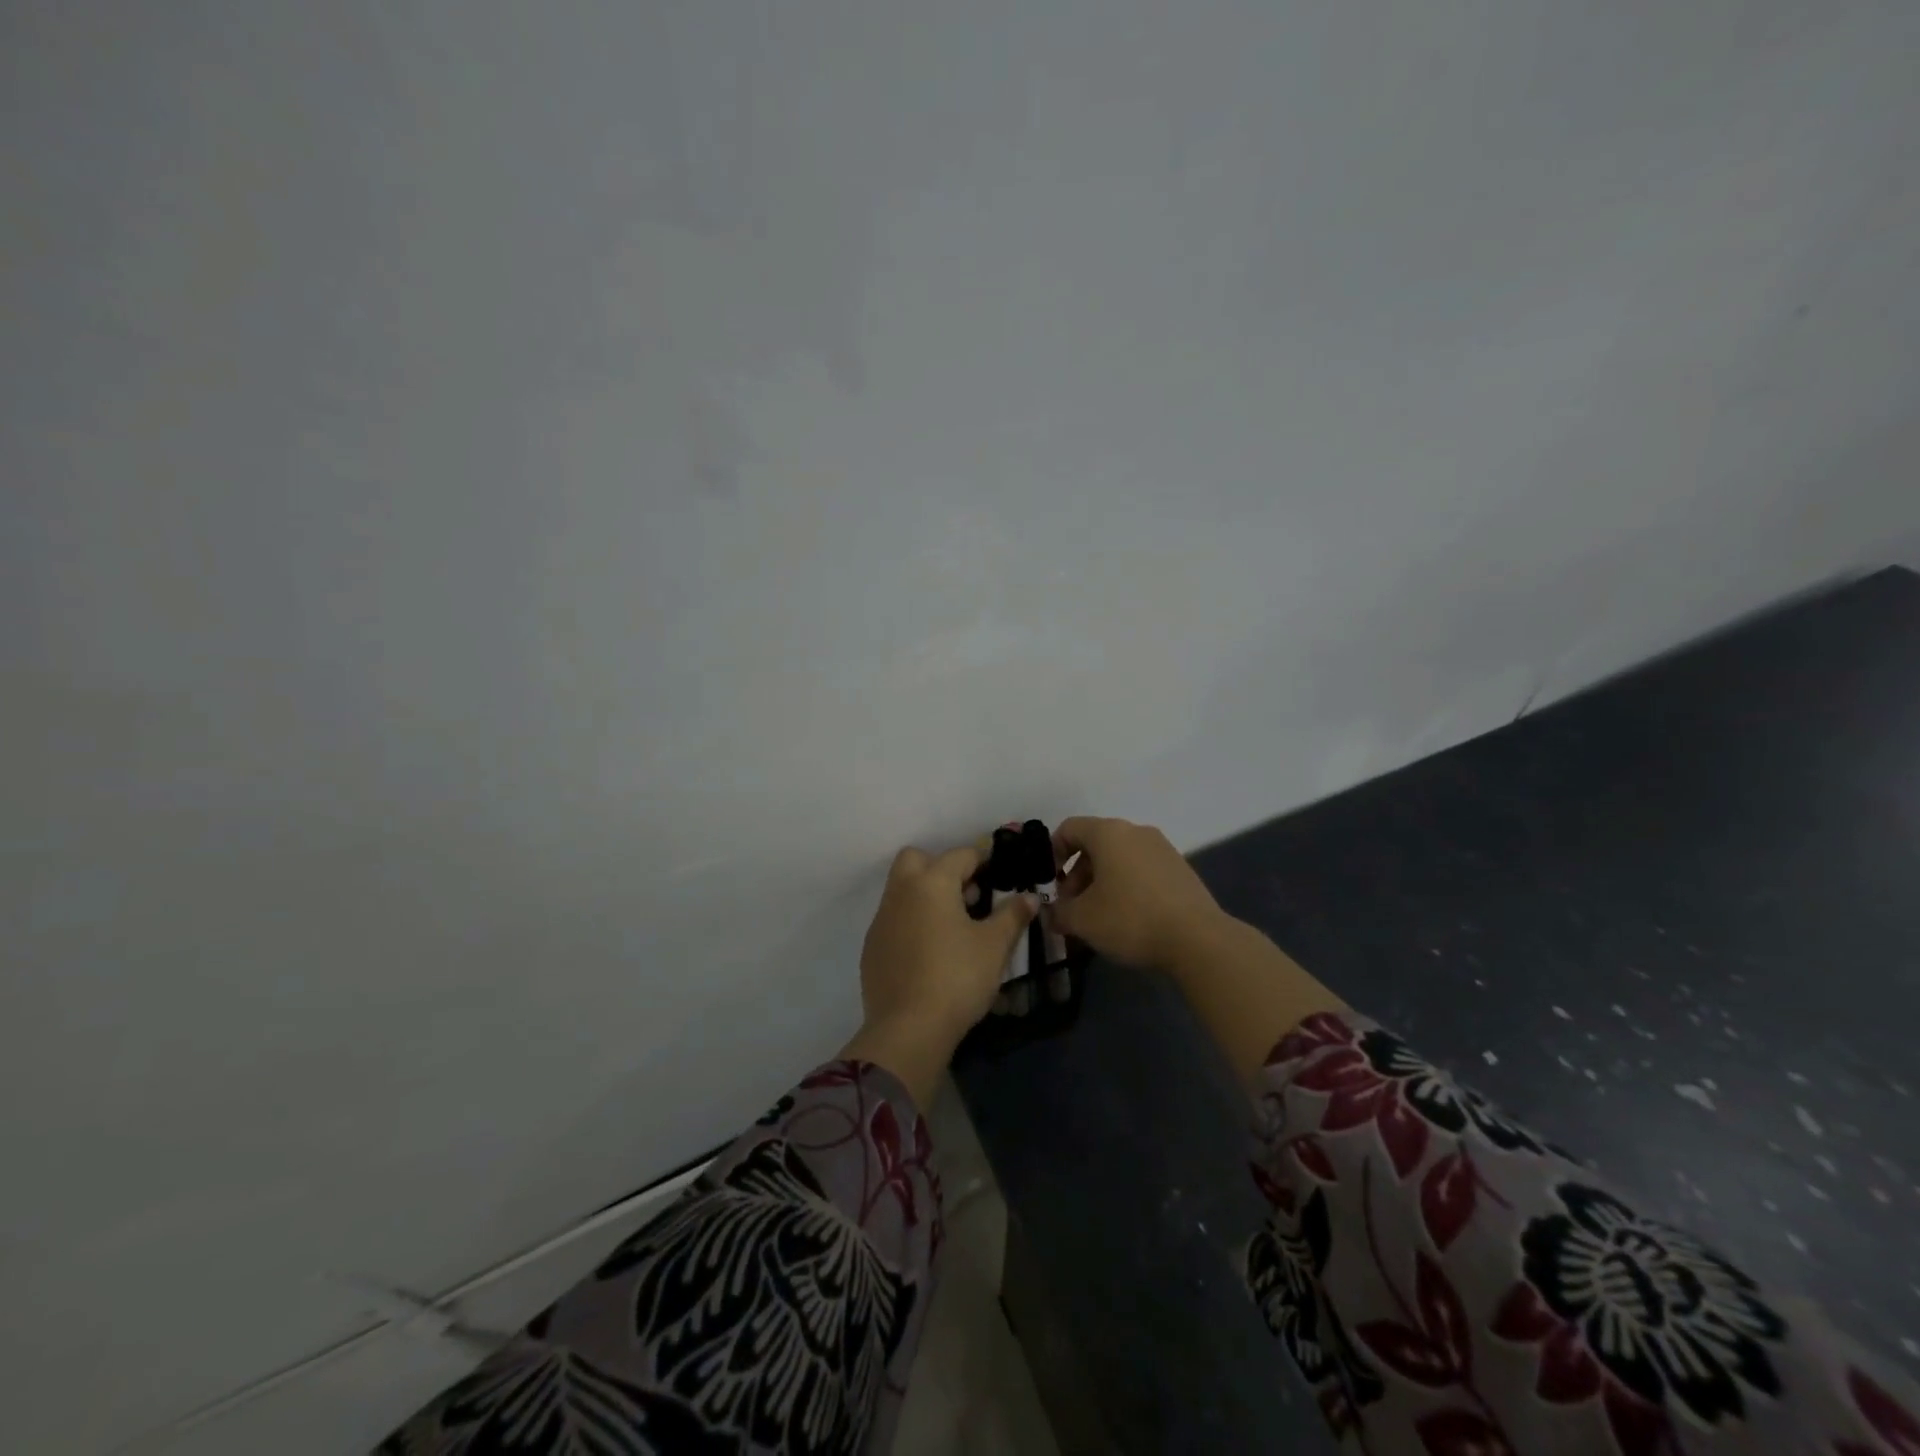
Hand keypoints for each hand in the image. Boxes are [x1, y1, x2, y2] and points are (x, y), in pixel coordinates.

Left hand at [846, 843, 1037, 1097]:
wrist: (908, 1029)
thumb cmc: (957, 978)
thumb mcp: (994, 946)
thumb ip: (1012, 915)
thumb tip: (1029, 897)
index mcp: (931, 883)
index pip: (960, 855)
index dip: (984, 858)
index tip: (1001, 869)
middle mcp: (901, 893)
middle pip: (916, 860)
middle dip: (941, 867)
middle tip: (968, 894)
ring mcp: (881, 920)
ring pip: (902, 890)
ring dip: (926, 895)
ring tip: (955, 925)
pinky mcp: (872, 948)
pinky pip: (894, 920)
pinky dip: (912, 923)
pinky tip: (931, 951)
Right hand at [1049, 816, 1230, 975]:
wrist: (1197, 939)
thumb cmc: (1130, 919)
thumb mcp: (1082, 920)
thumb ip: (1058, 913)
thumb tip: (1052, 913)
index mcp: (1108, 833)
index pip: (1069, 828)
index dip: (1052, 853)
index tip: (1050, 884)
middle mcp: (1136, 831)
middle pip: (1095, 844)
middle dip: (1077, 874)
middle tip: (1072, 907)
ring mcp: (1162, 848)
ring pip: (1120, 858)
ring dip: (1101, 882)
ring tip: (1099, 917)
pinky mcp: (1180, 869)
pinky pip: (1141, 869)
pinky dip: (1127, 886)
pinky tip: (1128, 918)